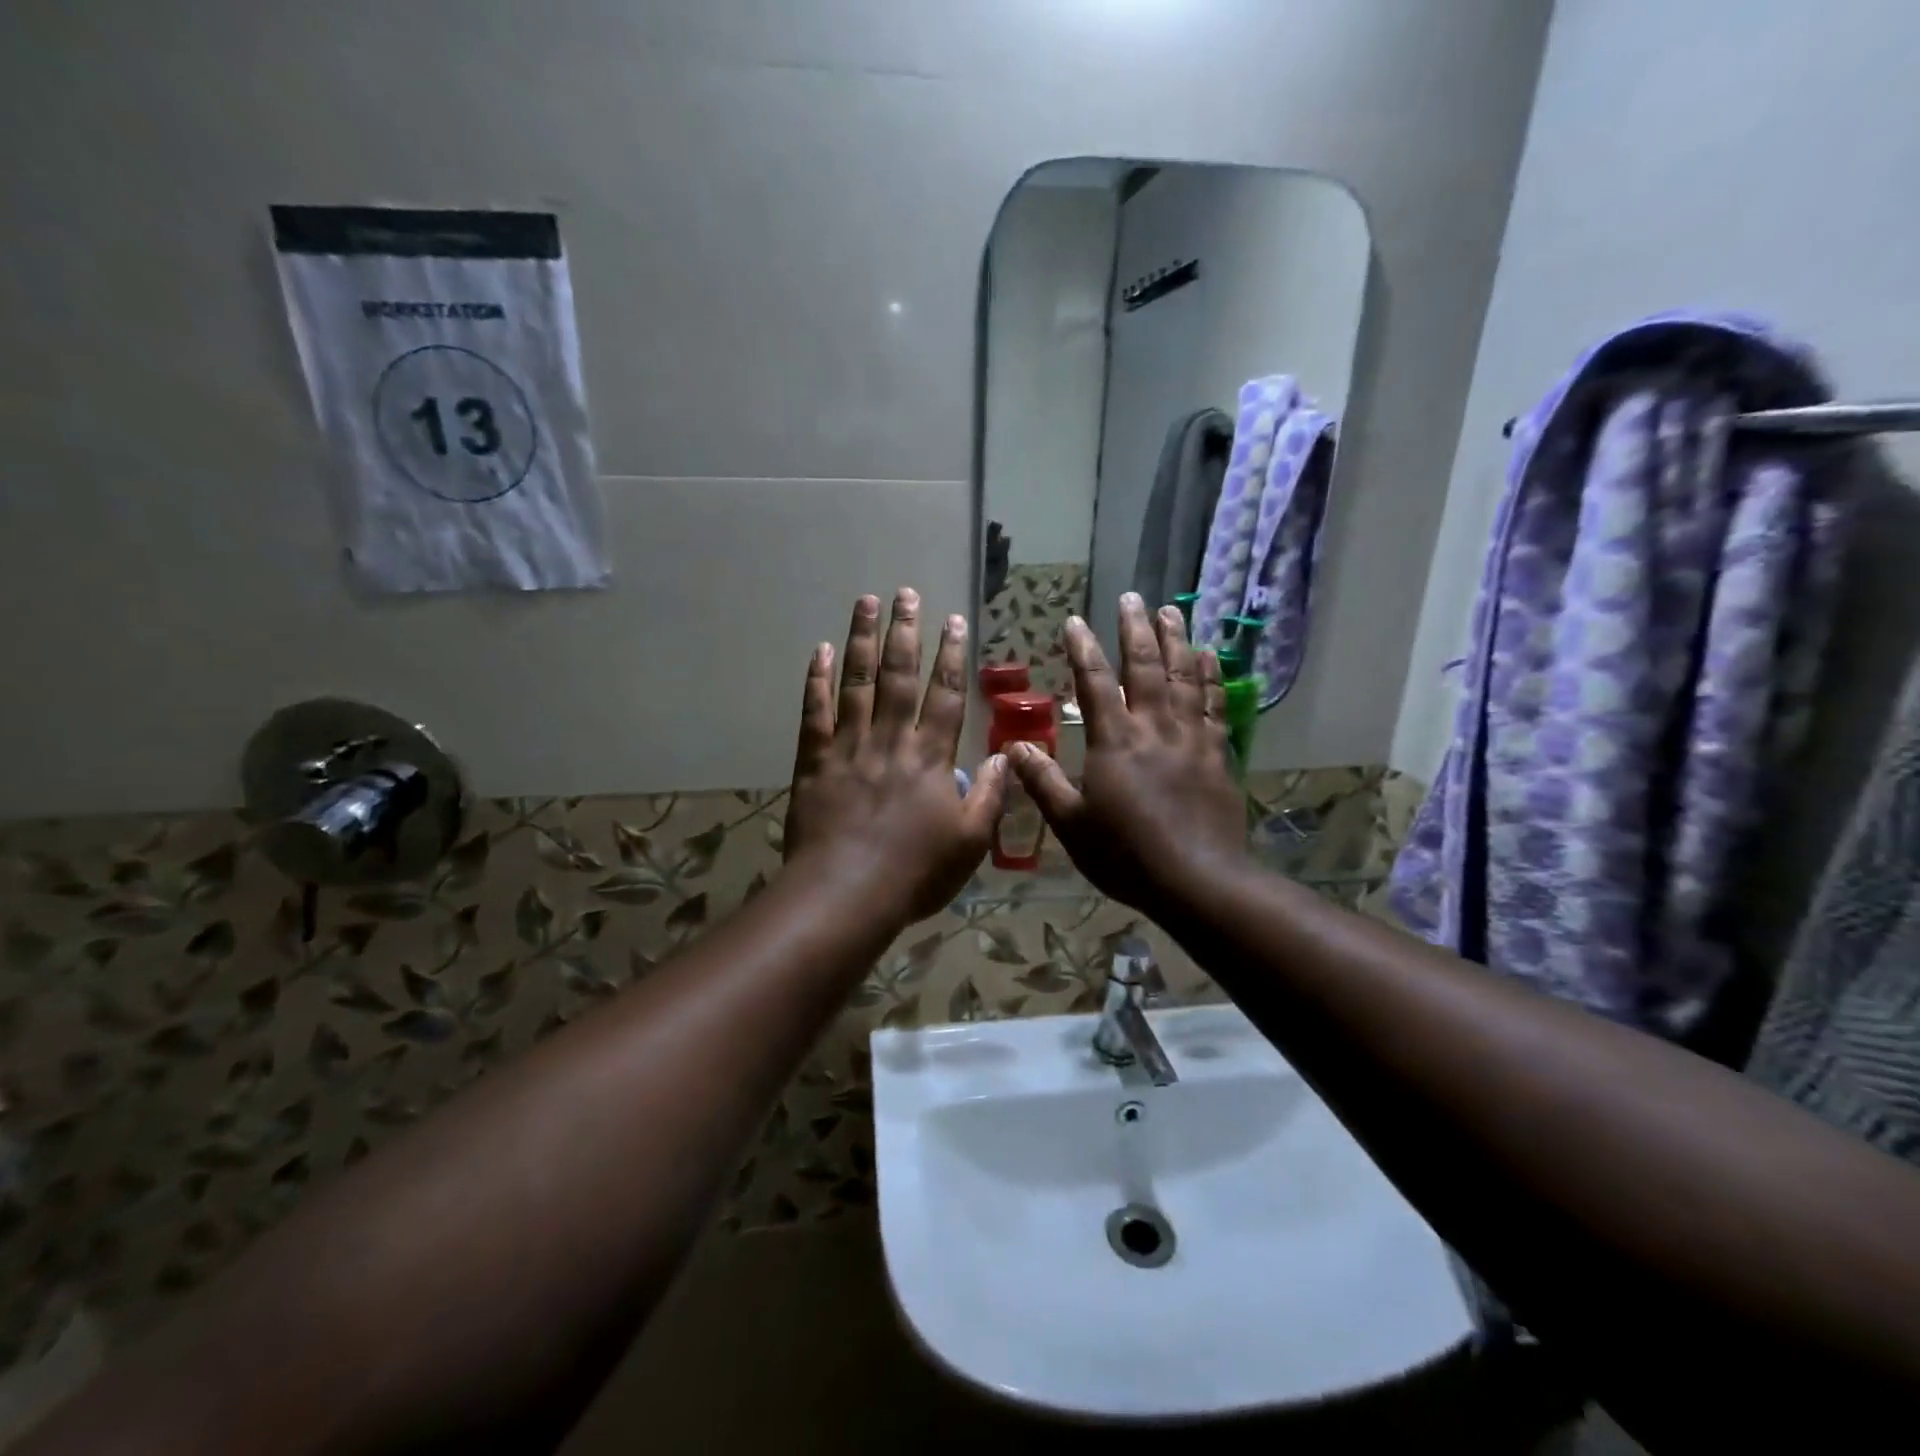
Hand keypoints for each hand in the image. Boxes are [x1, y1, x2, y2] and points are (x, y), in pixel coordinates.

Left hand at [783, 589, 1007, 924]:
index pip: (946, 696)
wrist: (845, 893)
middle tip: (907, 593)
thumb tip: (1006, 757)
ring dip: (862, 640)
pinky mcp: (815, 761)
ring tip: (867, 602)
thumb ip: (990, 797)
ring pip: (857, 683)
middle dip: (906, 632)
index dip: (951, 656)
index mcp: (931, 758)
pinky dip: (817, 680)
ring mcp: (849, 747)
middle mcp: (891, 741)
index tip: (954, 621)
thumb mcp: (969, 843)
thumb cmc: (914, 873)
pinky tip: (820, 651)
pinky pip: (814, 712)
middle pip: (899, 677)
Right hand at [1008, 593, 1245, 914]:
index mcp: (1114, 742)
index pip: (1095, 684)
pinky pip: (1214, 706)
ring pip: (1184, 678)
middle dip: (1136, 630)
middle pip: (1145, 668)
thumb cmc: (1125, 855)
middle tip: (1132, 597)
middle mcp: (1154, 729)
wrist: (1197, 881)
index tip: (1075, 621)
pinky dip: (1210, 678)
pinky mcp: (1217, 756)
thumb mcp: (1071, 824)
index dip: (1083, 649)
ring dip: (1177, 641)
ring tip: (1172, 611)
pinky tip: (1209, 658)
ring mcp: (1191, 739)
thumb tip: (1013, 747)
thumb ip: (1042, 782)